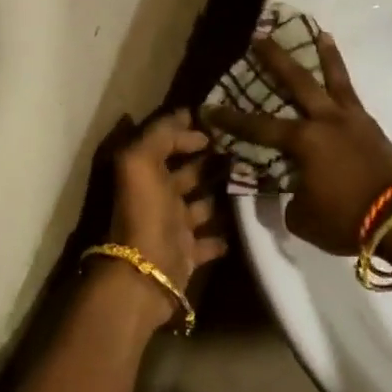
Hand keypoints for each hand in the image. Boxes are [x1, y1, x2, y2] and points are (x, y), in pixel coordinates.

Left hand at [94, 110, 226, 324]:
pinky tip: (242, 224)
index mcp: (144, 173)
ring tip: (250, 181)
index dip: (187, 132)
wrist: (143, 276)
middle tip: (244, 150)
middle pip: (186, 174)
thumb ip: (160, 133)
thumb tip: (185, 114)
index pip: (166, 143)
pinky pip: (208, 242)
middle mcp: (157, 198)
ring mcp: (172, 228)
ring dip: (220, 195)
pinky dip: (222, 235)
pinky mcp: (187, 255)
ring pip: (200, 205)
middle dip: (209, 162)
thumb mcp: (141, 161)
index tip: (219, 125)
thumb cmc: (144, 213)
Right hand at [202, 34, 391, 255]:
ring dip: (325, 55)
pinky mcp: (373, 128)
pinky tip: (341, 83)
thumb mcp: (304, 217)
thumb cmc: (346, 219)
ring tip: (320, 33)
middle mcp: (326, 120)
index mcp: (304, 141)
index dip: (232, 119)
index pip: (259, 127)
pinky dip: (344, 84)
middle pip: (298, 81)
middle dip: (276, 59)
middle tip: (261, 37)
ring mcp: (353, 121)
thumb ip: (292, 197)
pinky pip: (353, 97)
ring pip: (336, 79)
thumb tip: (295, 188)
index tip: (210, 107)